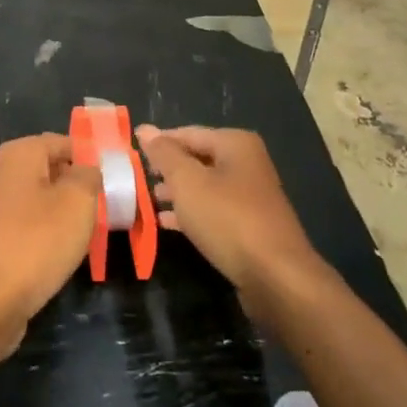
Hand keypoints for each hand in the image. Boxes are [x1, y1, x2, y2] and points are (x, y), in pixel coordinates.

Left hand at [0, 134, 99, 356]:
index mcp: (20, 153)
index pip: (64, 143)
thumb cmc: (36, 241)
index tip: (113, 182)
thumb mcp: (78, 201)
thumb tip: (88, 170)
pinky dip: (44, 236)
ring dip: (62, 215)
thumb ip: (89, 177)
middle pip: (50, 171)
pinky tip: (59, 255)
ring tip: (86, 234)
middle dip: (76, 188)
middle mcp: (1, 172)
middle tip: (104, 209)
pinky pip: (26, 227)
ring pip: (38, 201)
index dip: (90, 159)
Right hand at [136, 124, 323, 322]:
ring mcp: (250, 196)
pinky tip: (166, 223)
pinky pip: (213, 211)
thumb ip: (164, 154)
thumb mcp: (187, 182)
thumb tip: (145, 128)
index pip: (187, 133)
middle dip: (167, 170)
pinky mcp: (249, 226)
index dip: (159, 143)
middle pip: (197, 159)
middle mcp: (247, 163)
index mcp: (235, 143)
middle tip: (136, 179)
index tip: (130, 155)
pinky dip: (190, 213)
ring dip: (176, 193)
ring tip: (147, 201)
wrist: (276, 277)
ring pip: (204, 186)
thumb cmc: (227, 218)